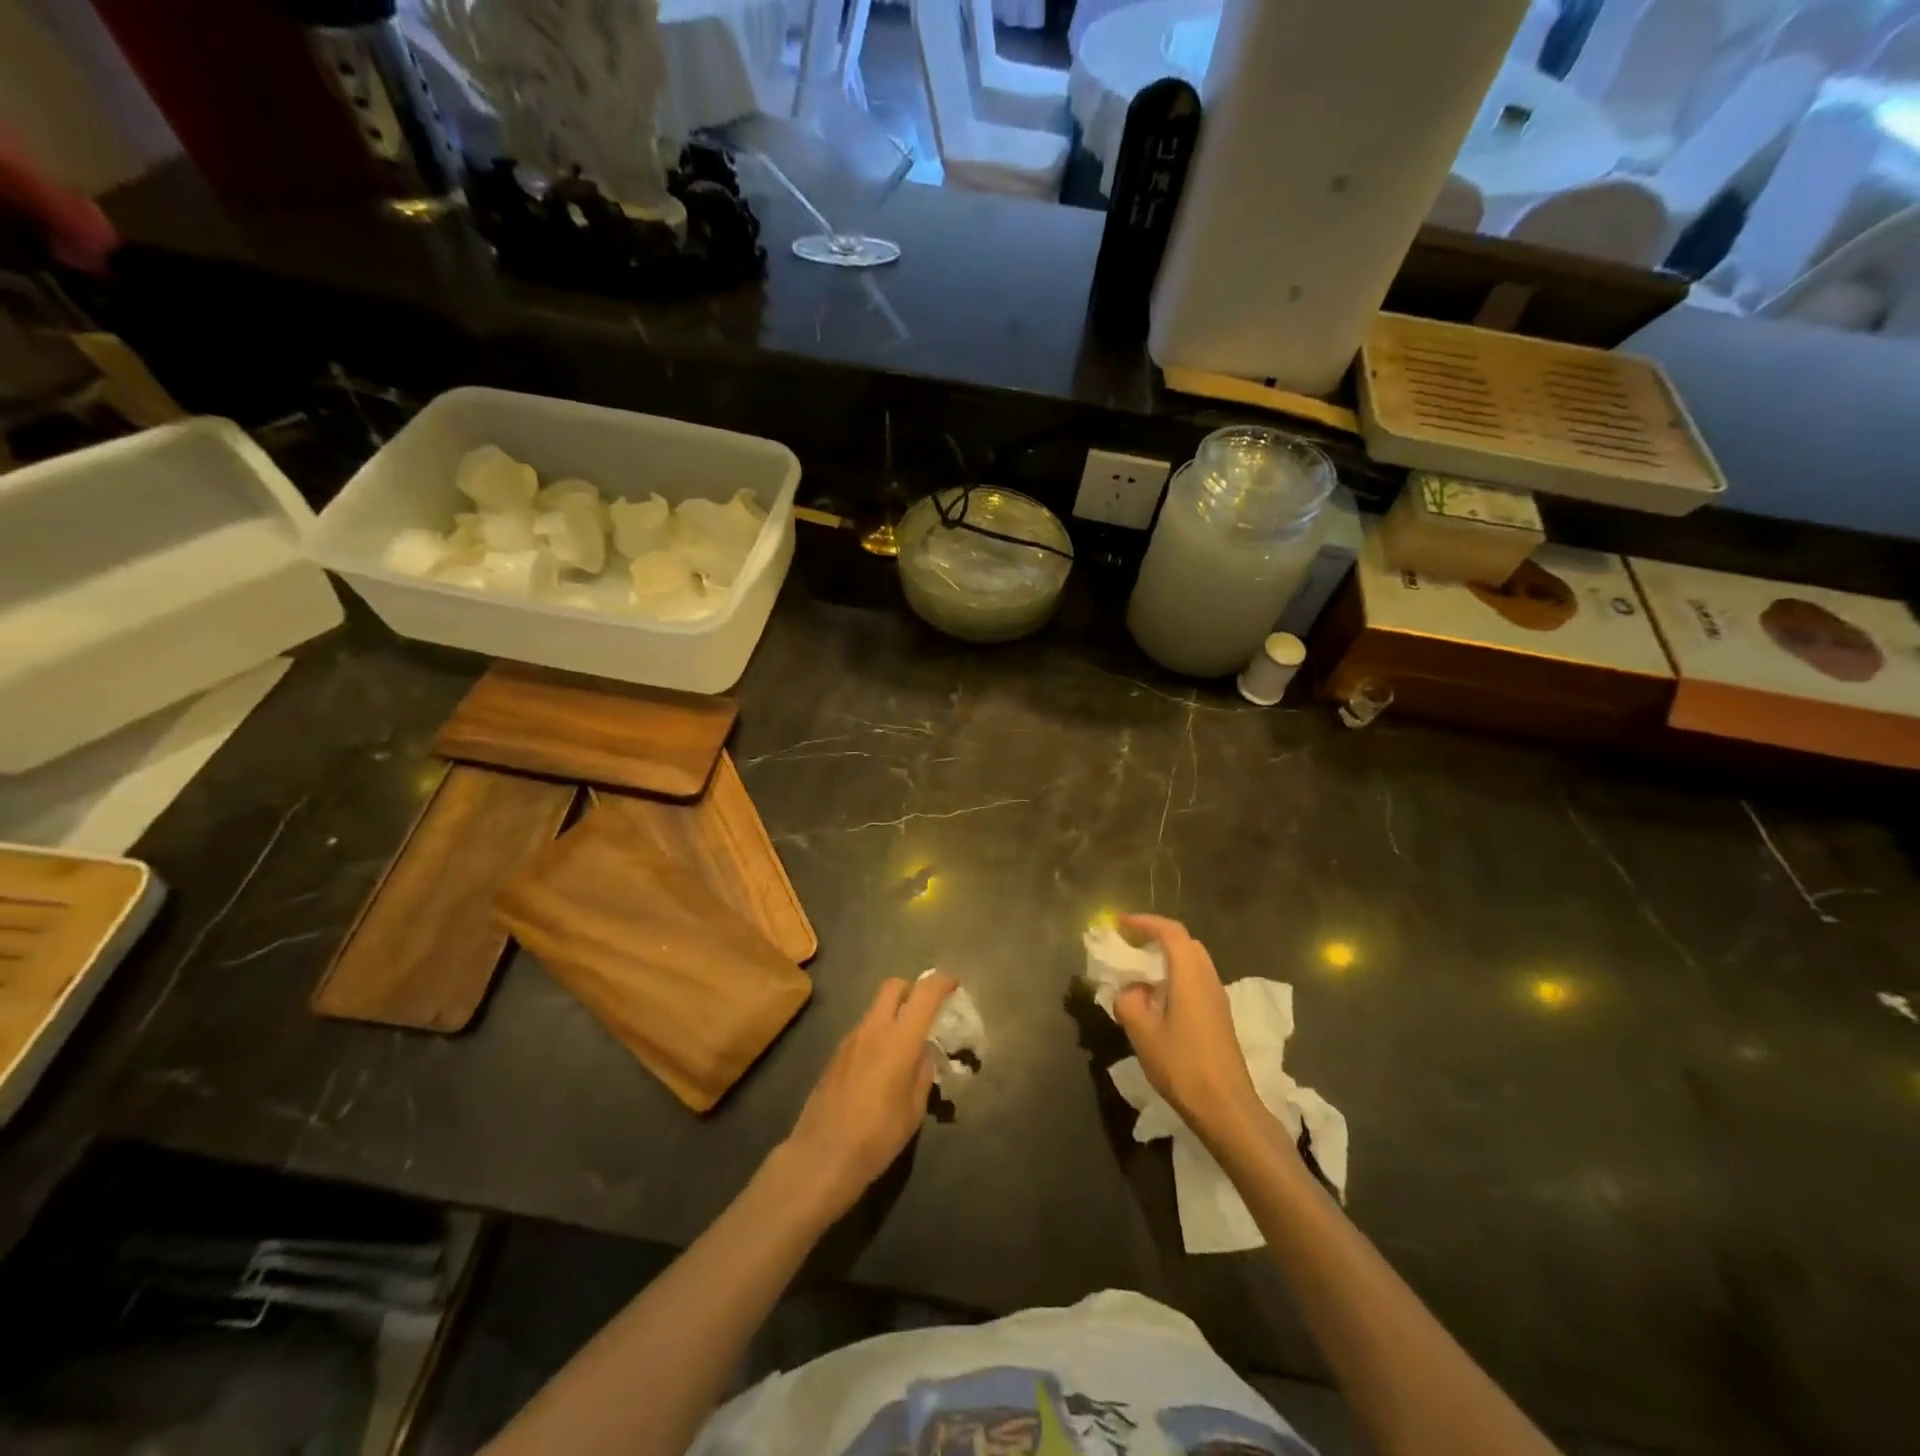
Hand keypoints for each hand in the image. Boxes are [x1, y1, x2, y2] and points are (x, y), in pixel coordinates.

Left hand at [777, 973, 955, 1221]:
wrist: (822, 1156)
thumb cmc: (877, 1136)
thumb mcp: (914, 1110)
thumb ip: (922, 1074)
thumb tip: (922, 1055)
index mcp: (900, 1040)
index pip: (924, 994)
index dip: (941, 982)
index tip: (953, 985)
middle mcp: (874, 1029)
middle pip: (893, 987)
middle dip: (913, 989)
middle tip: (926, 1009)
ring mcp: (850, 1039)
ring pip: (876, 1008)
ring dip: (894, 1013)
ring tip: (906, 1044)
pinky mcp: (835, 1054)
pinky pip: (863, 1030)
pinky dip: (878, 1033)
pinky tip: (881, 1065)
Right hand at [1112, 915, 1270, 1149]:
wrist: (1226, 1108)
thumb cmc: (1183, 1066)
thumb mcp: (1143, 1034)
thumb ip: (1129, 1002)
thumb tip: (1130, 991)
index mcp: (1190, 976)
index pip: (1171, 932)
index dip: (1145, 922)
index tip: (1120, 923)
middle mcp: (1208, 979)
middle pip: (1185, 943)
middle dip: (1156, 936)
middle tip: (1130, 943)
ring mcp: (1217, 998)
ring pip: (1193, 962)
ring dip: (1167, 957)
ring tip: (1140, 970)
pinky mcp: (1220, 1016)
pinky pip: (1196, 980)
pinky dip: (1175, 976)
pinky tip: (1158, 998)